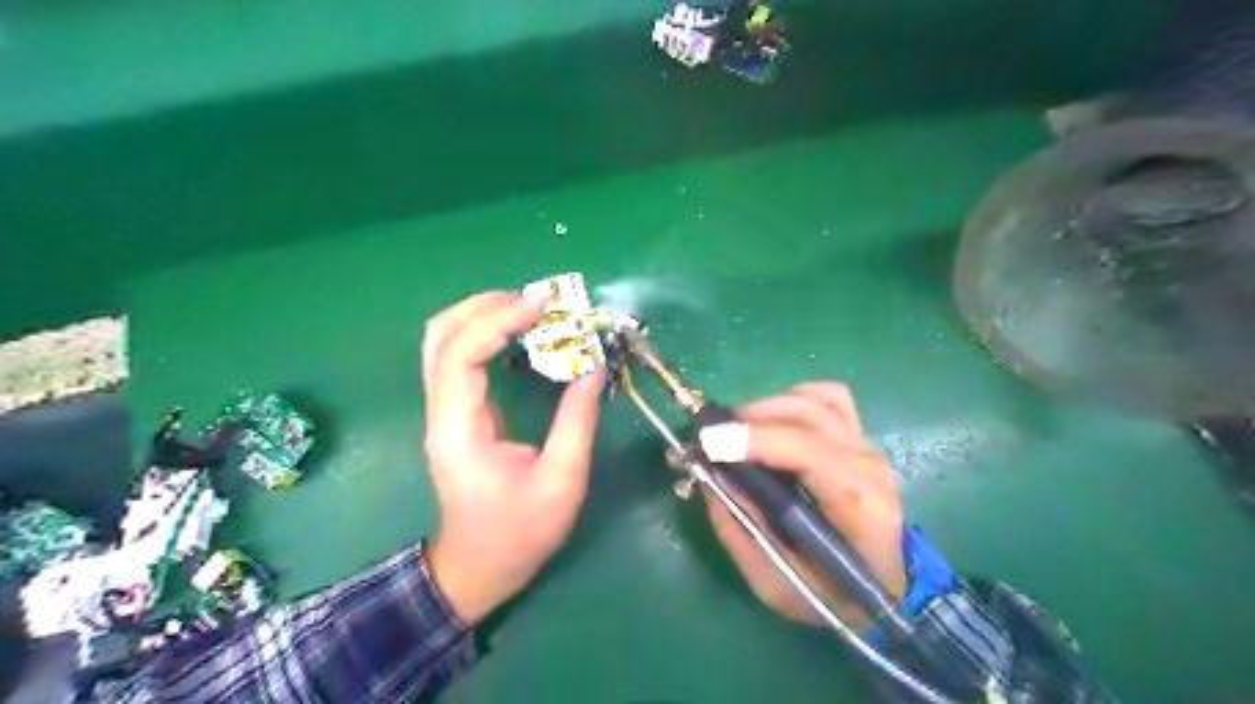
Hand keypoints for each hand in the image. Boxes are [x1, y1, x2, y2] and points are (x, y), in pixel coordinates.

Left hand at [418, 292, 606, 627]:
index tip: (544, 307)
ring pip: (445, 340)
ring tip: (532, 309)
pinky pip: (460, 356)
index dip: (498, 320)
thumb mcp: (562, 481)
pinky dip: (487, 332)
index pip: (461, 353)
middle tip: (539, 301)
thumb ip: (577, 421)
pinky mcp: (456, 411)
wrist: (479, 568)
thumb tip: (592, 367)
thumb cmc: (519, 534)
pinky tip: (521, 333)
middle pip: (441, 334)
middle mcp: (441, 411)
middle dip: (487, 305)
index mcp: (459, 428)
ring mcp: (444, 410)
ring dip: (484, 314)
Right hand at [697, 383, 902, 629]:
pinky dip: (793, 399)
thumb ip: (740, 530)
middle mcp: (867, 464)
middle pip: (806, 415)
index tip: (709, 441)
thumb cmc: (831, 594)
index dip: (756, 439)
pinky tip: (773, 421)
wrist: (883, 588)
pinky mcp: (860, 437)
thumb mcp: (775, 582)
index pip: (808, 450)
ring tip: (736, 431)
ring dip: (767, 407)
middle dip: (749, 419)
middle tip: (709, 438)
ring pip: (814, 399)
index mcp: (857, 504)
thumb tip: (709, 476)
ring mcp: (866, 445)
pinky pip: (827, 397)